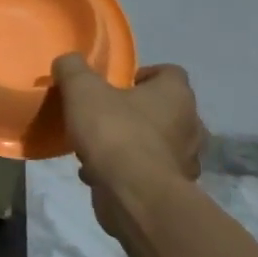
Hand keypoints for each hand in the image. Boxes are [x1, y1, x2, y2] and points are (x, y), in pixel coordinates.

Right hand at [53, 56, 203, 235]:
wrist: (134, 195)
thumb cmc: (114, 132)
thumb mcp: (82, 90)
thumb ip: (73, 69)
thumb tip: (67, 61)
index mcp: (176, 94)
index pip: (169, 72)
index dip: (143, 75)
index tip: (117, 84)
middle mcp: (190, 125)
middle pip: (163, 109)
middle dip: (135, 112)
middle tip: (105, 115)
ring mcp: (184, 160)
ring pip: (155, 143)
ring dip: (130, 143)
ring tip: (97, 148)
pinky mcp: (172, 189)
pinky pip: (147, 172)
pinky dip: (126, 171)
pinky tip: (98, 174)